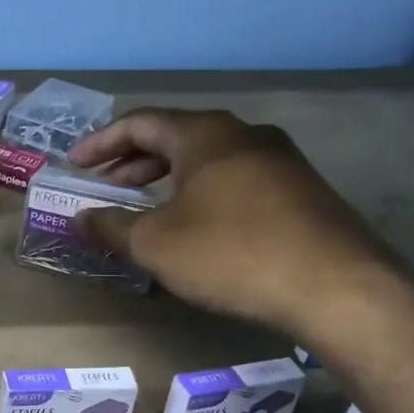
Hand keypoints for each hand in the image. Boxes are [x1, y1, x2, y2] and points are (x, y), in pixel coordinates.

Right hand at [69, 109, 405, 337]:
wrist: (339, 289)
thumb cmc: (232, 253)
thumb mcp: (156, 244)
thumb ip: (111, 227)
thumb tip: (81, 219)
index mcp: (205, 135)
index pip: (140, 123)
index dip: (100, 143)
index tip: (74, 164)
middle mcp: (244, 135)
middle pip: (175, 137)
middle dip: (132, 162)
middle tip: (104, 186)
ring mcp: (280, 160)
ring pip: (207, 158)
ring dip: (167, 178)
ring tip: (143, 205)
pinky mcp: (301, 191)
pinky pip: (235, 178)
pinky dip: (200, 192)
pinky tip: (194, 225)